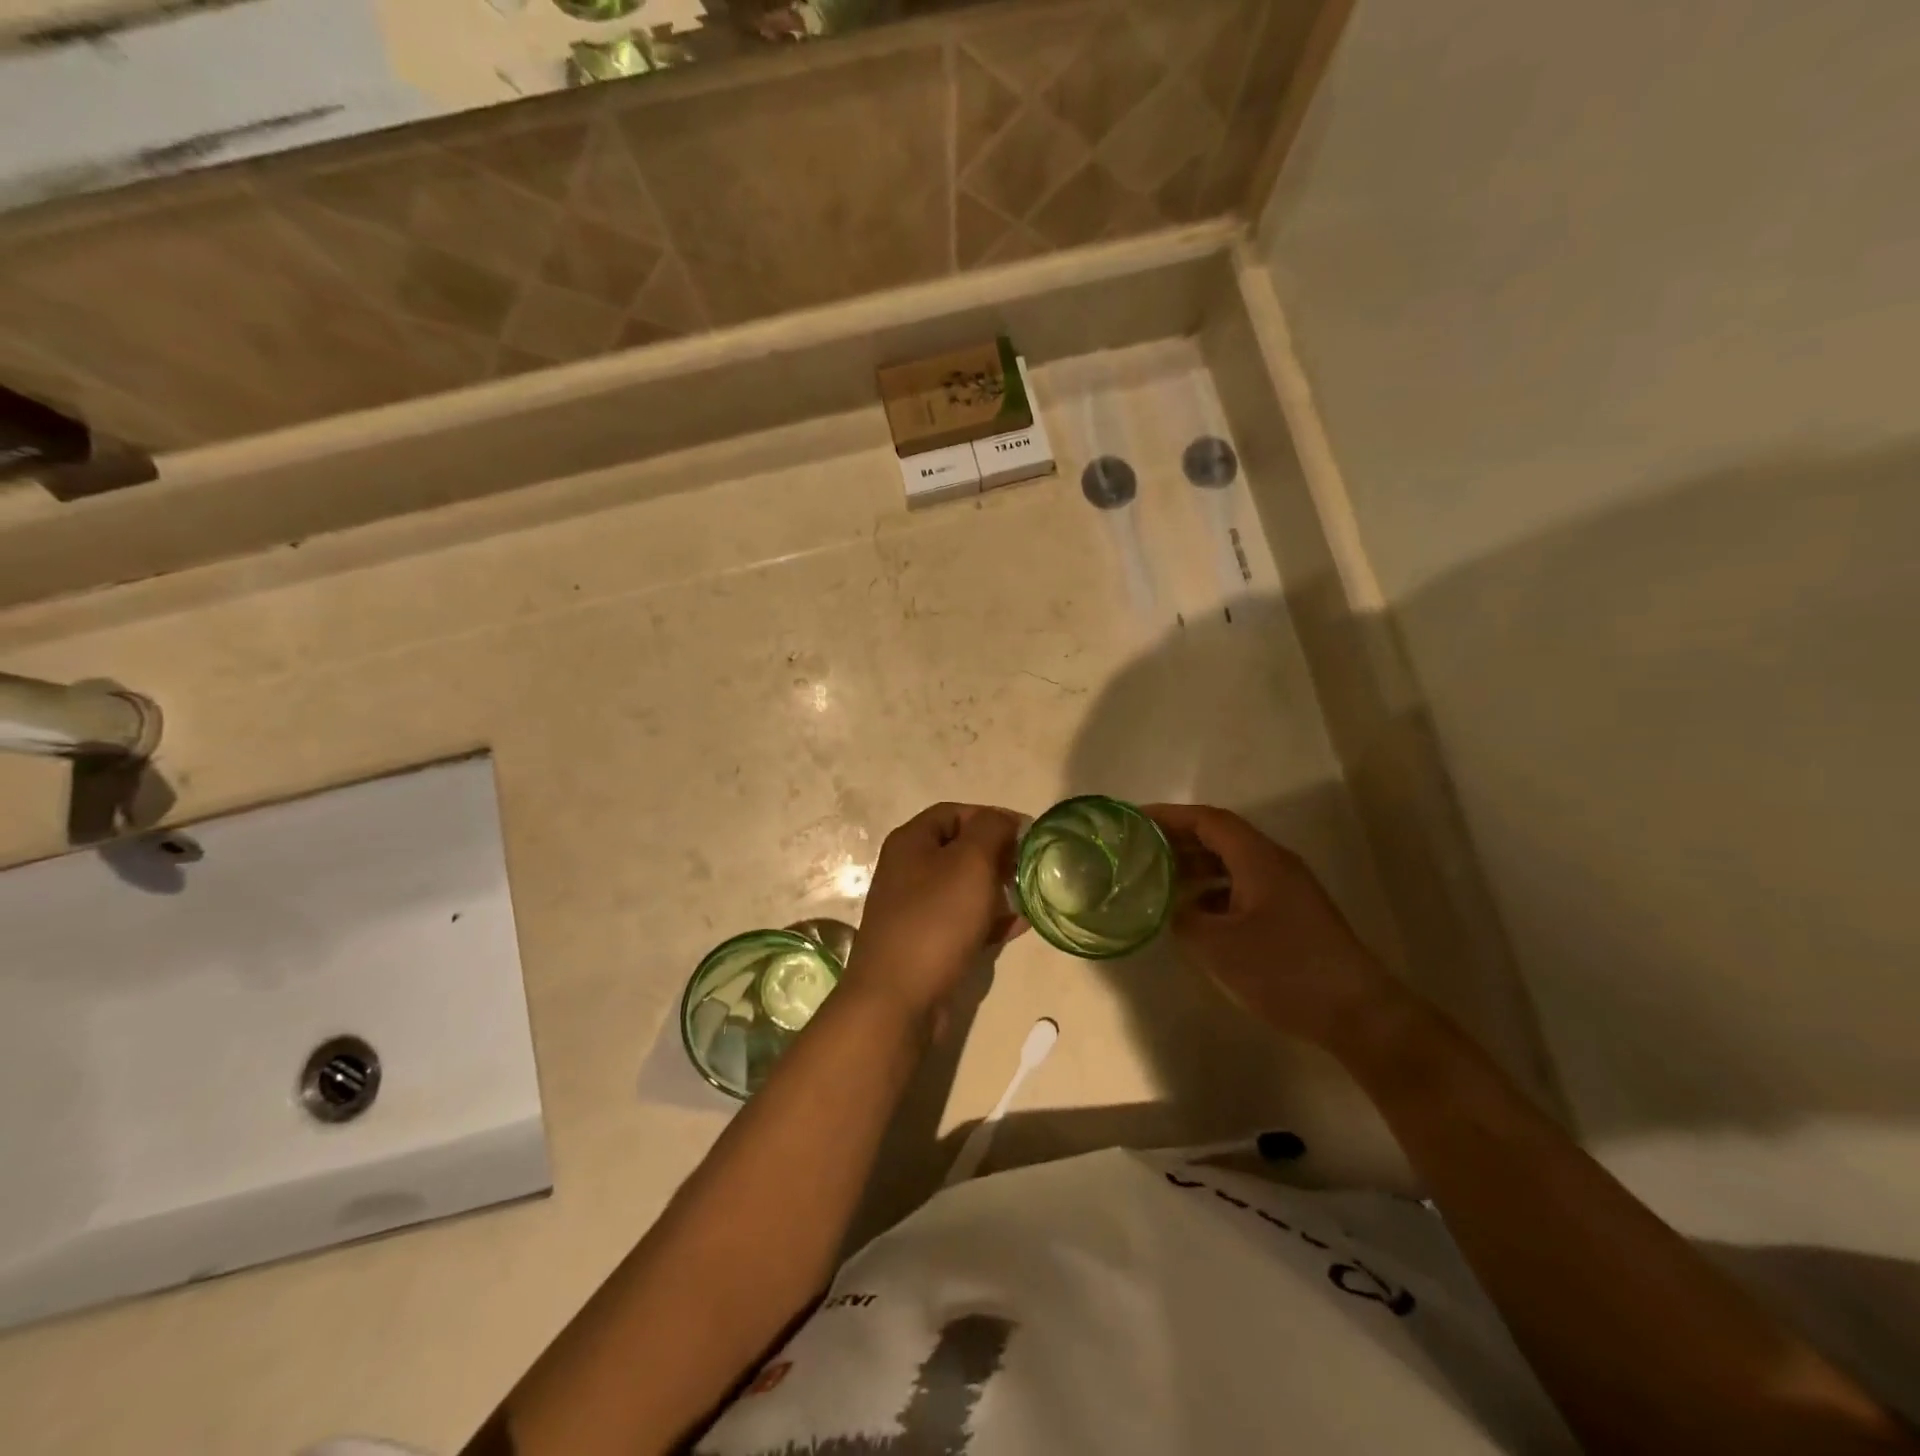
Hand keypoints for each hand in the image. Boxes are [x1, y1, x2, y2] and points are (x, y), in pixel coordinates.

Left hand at [841, 803, 1023, 1034]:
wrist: (897, 998)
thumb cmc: (936, 919)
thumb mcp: (970, 862)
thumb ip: (991, 830)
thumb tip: (1005, 820)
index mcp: (911, 842)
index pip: (954, 813)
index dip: (991, 817)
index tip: (1027, 833)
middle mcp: (908, 870)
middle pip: (959, 849)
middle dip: (998, 854)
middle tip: (1031, 866)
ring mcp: (915, 909)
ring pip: (963, 887)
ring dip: (998, 888)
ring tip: (1031, 895)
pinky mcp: (926, 943)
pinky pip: (963, 921)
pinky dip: (990, 919)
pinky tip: (1019, 926)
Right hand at [1146, 803, 1403, 1048]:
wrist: (1357, 1012)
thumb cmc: (1284, 970)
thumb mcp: (1218, 947)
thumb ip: (1184, 920)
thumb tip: (1172, 910)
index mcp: (1258, 859)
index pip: (1208, 820)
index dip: (1169, 816)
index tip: (1135, 821)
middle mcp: (1274, 863)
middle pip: (1220, 836)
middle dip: (1178, 839)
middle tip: (1139, 849)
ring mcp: (1287, 888)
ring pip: (1232, 863)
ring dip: (1195, 865)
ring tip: (1158, 878)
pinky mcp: (1292, 913)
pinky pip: (1244, 886)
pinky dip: (1213, 890)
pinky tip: (1194, 913)